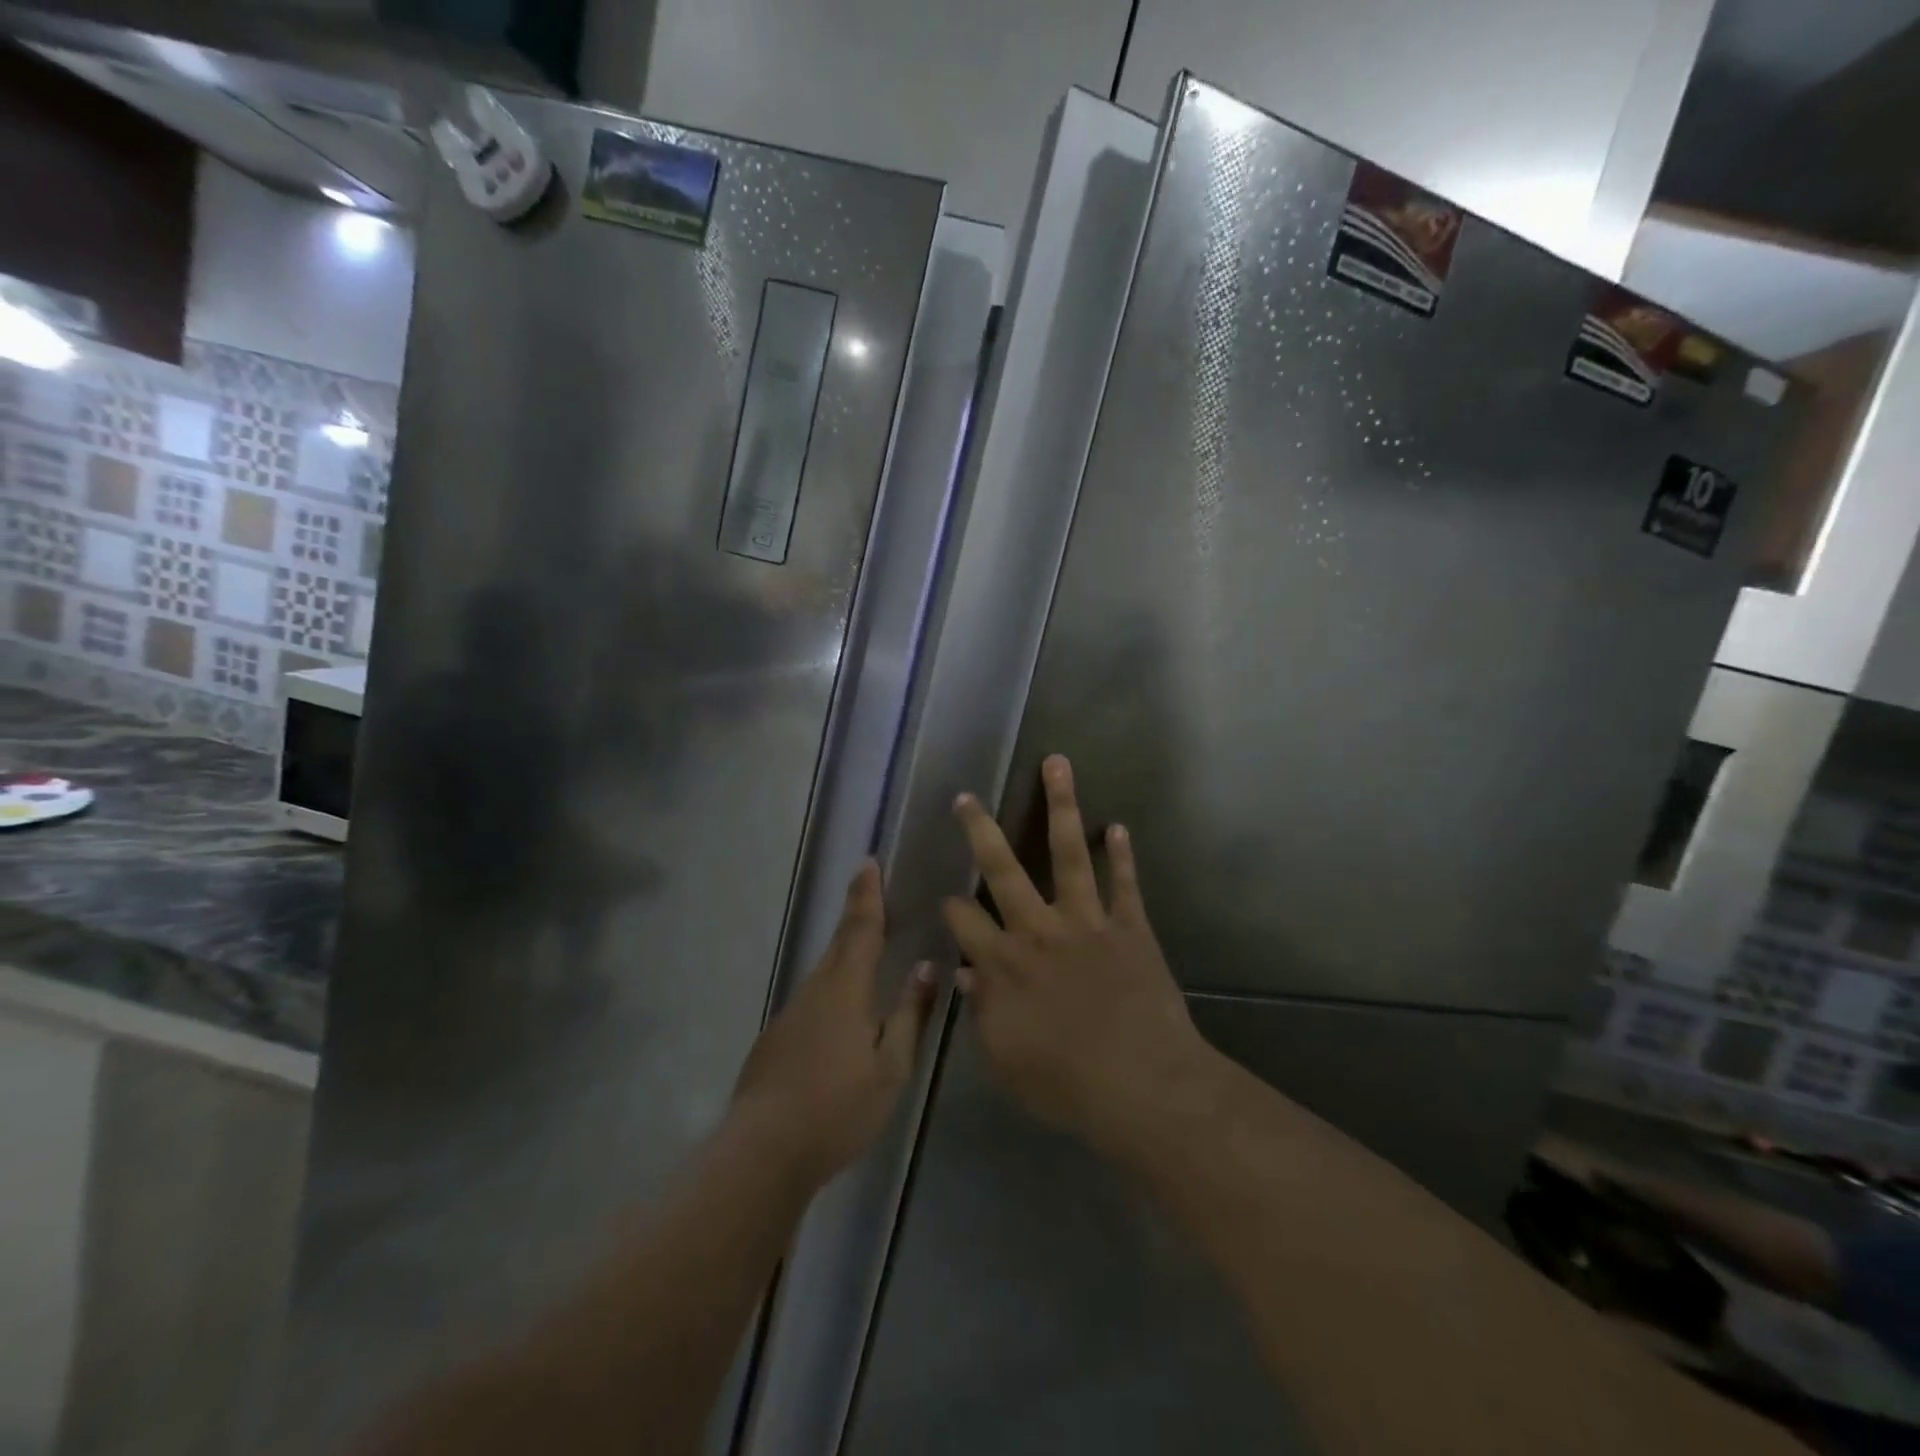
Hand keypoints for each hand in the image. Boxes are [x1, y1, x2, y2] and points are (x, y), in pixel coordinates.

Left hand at [730, 861, 935, 1187]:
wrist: (762, 1151)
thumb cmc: (838, 1108)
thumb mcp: (891, 1066)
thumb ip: (910, 1014)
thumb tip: (927, 967)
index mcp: (846, 989)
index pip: (861, 929)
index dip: (867, 895)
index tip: (868, 862)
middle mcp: (815, 990)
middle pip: (839, 942)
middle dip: (855, 912)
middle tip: (868, 887)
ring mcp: (791, 1013)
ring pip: (825, 970)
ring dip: (844, 949)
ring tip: (865, 942)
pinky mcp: (777, 1037)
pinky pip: (812, 996)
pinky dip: (831, 984)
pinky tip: (840, 1007)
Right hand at [943, 755, 1217, 1152]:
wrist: (1143, 1086)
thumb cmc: (1067, 1084)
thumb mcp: (1007, 1060)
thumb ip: (982, 1012)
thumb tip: (965, 973)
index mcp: (1005, 963)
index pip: (963, 921)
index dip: (949, 905)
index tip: (945, 897)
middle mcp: (1039, 930)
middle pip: (1003, 870)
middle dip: (981, 831)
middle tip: (967, 797)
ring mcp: (1087, 922)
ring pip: (1067, 854)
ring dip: (1061, 806)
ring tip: (1057, 764)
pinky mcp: (1130, 927)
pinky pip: (1124, 884)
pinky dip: (1121, 855)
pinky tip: (1117, 826)